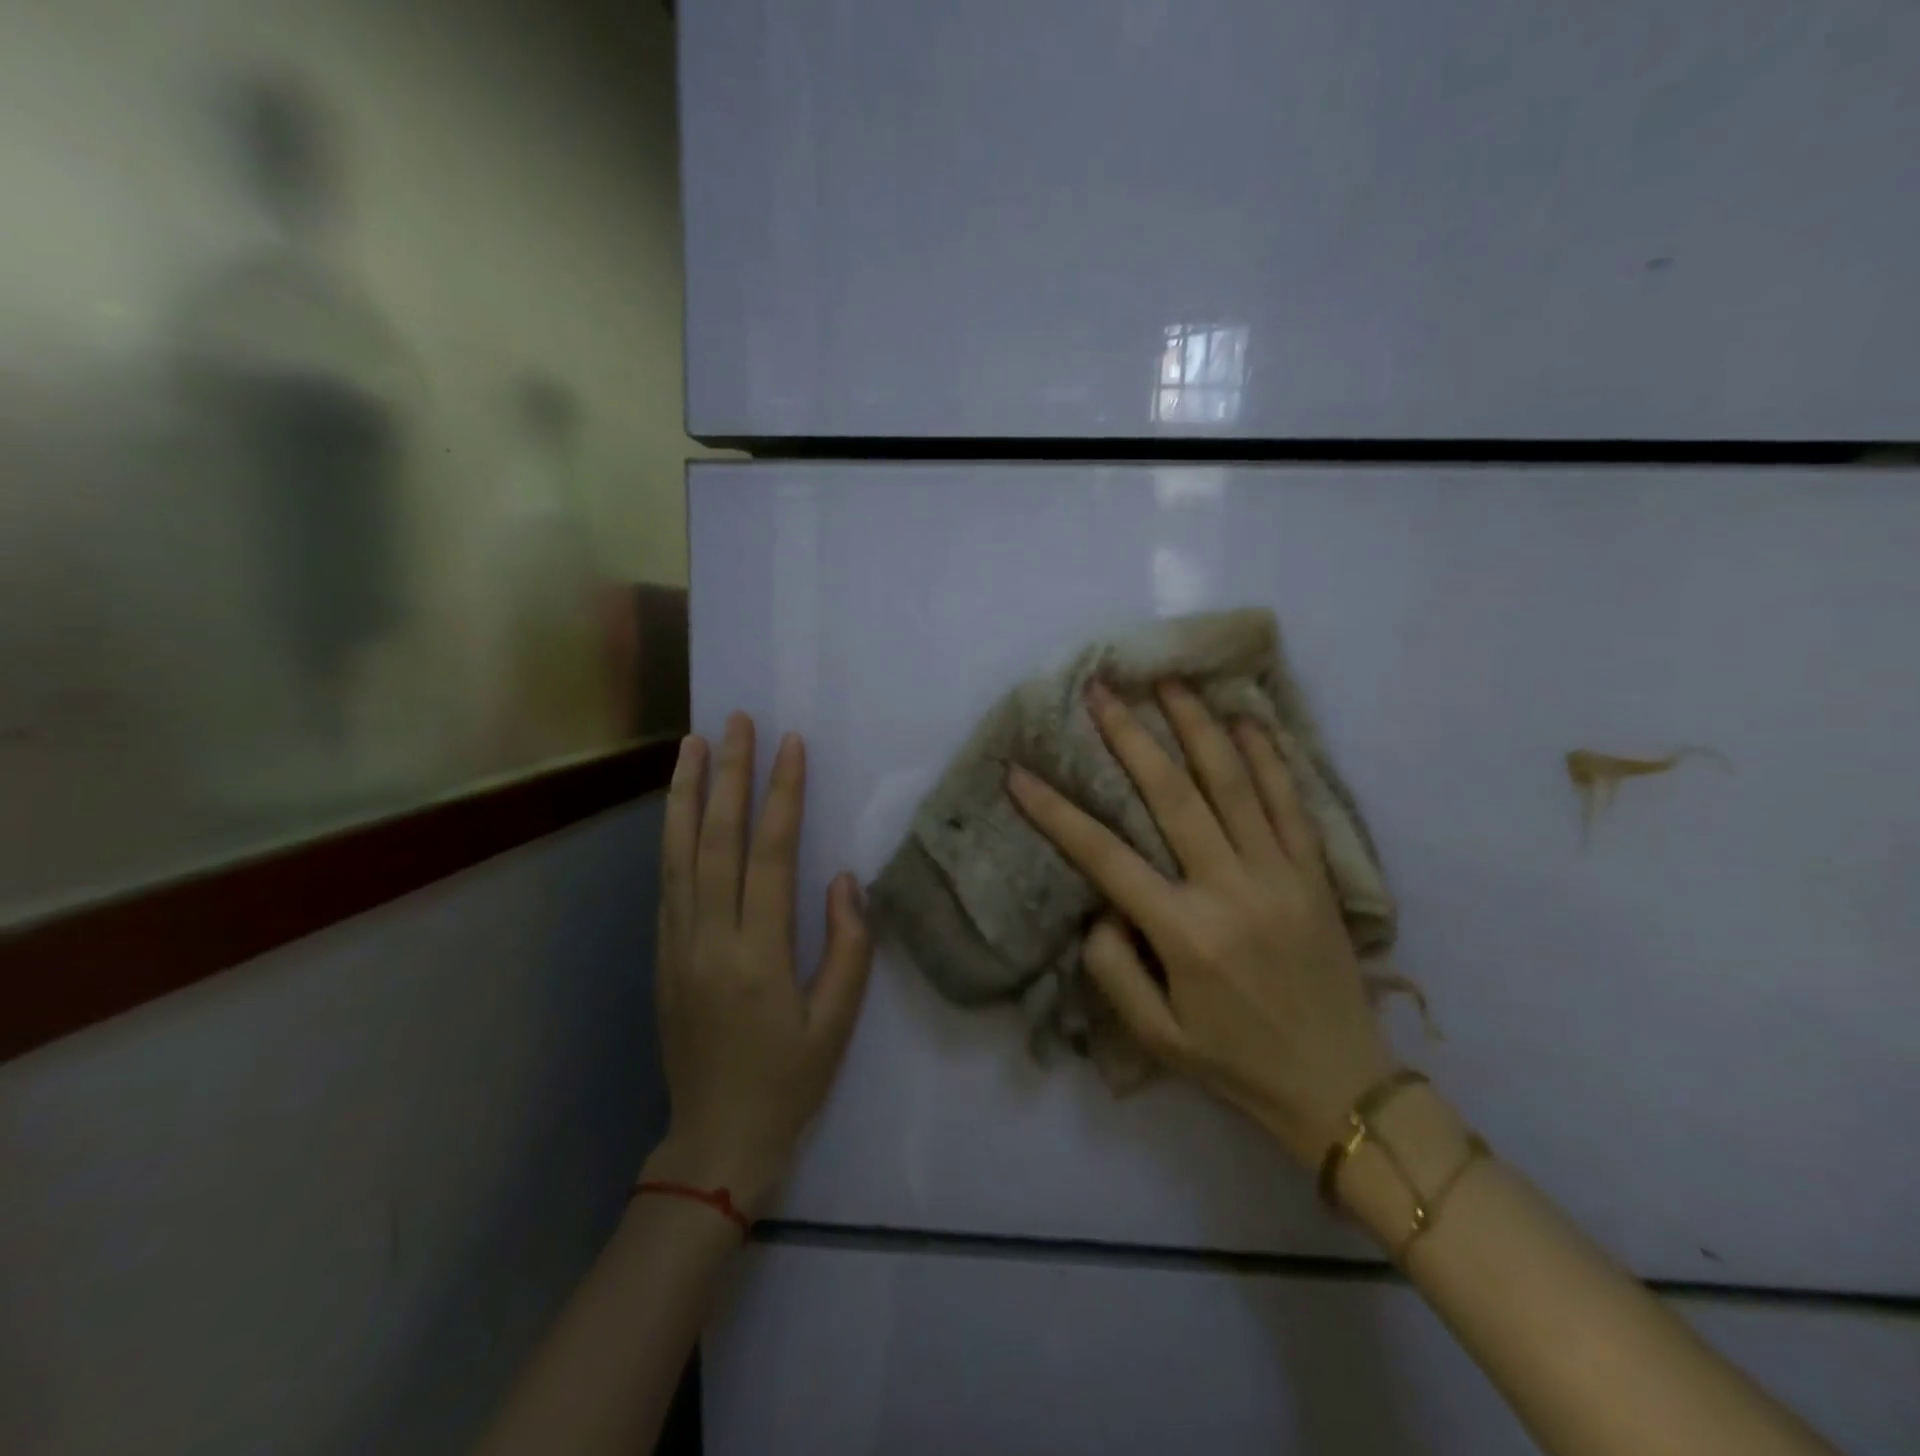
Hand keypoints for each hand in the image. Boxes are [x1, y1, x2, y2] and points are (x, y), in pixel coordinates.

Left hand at [643, 714, 872, 1213]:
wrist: (714, 1142)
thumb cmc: (788, 1083)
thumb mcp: (837, 1023)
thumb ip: (847, 946)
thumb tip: (843, 879)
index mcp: (756, 955)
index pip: (769, 855)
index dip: (781, 795)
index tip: (790, 746)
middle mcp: (708, 939)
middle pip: (716, 840)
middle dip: (729, 775)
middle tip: (737, 722)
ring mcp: (676, 946)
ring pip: (678, 854)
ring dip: (686, 795)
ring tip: (692, 745)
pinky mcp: (662, 956)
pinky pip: (667, 882)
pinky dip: (672, 836)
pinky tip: (680, 808)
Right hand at [1007, 679, 1393, 1167]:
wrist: (1341, 1088)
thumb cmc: (1236, 1064)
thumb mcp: (1155, 1037)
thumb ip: (1114, 969)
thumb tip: (1102, 907)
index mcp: (1184, 932)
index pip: (1105, 856)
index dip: (1056, 812)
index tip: (1019, 774)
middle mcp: (1230, 889)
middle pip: (1172, 795)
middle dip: (1129, 737)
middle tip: (1100, 690)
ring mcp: (1279, 874)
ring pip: (1234, 782)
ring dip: (1198, 725)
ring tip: (1170, 680)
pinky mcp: (1315, 873)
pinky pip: (1291, 802)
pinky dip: (1269, 756)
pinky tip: (1248, 718)